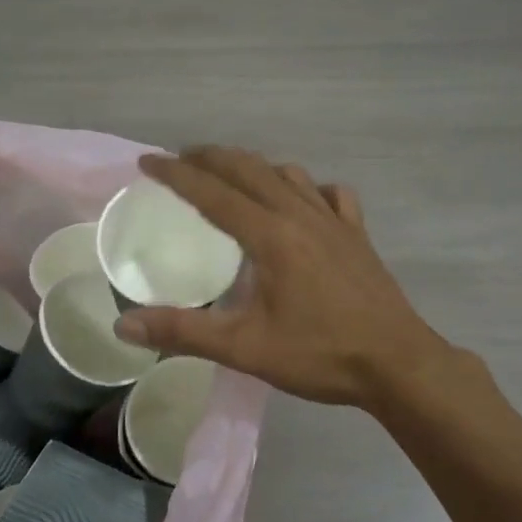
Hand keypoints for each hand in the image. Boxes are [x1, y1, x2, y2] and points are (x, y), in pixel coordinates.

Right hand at [112, 147, 454, 409]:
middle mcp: (301, 214)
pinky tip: (303, 201)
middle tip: (180, 159)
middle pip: (249, 169)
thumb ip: (183, 332)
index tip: (148, 162)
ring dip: (254, 166)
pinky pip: (331, 194)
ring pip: (288, 174)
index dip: (176, 174)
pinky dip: (308, 187)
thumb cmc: (320, 355)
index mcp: (270, 235)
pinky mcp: (358, 234)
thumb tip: (124, 325)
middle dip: (211, 157)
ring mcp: (335, 221)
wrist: (397, 363)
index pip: (212, 192)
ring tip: (232, 175)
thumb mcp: (244, 349)